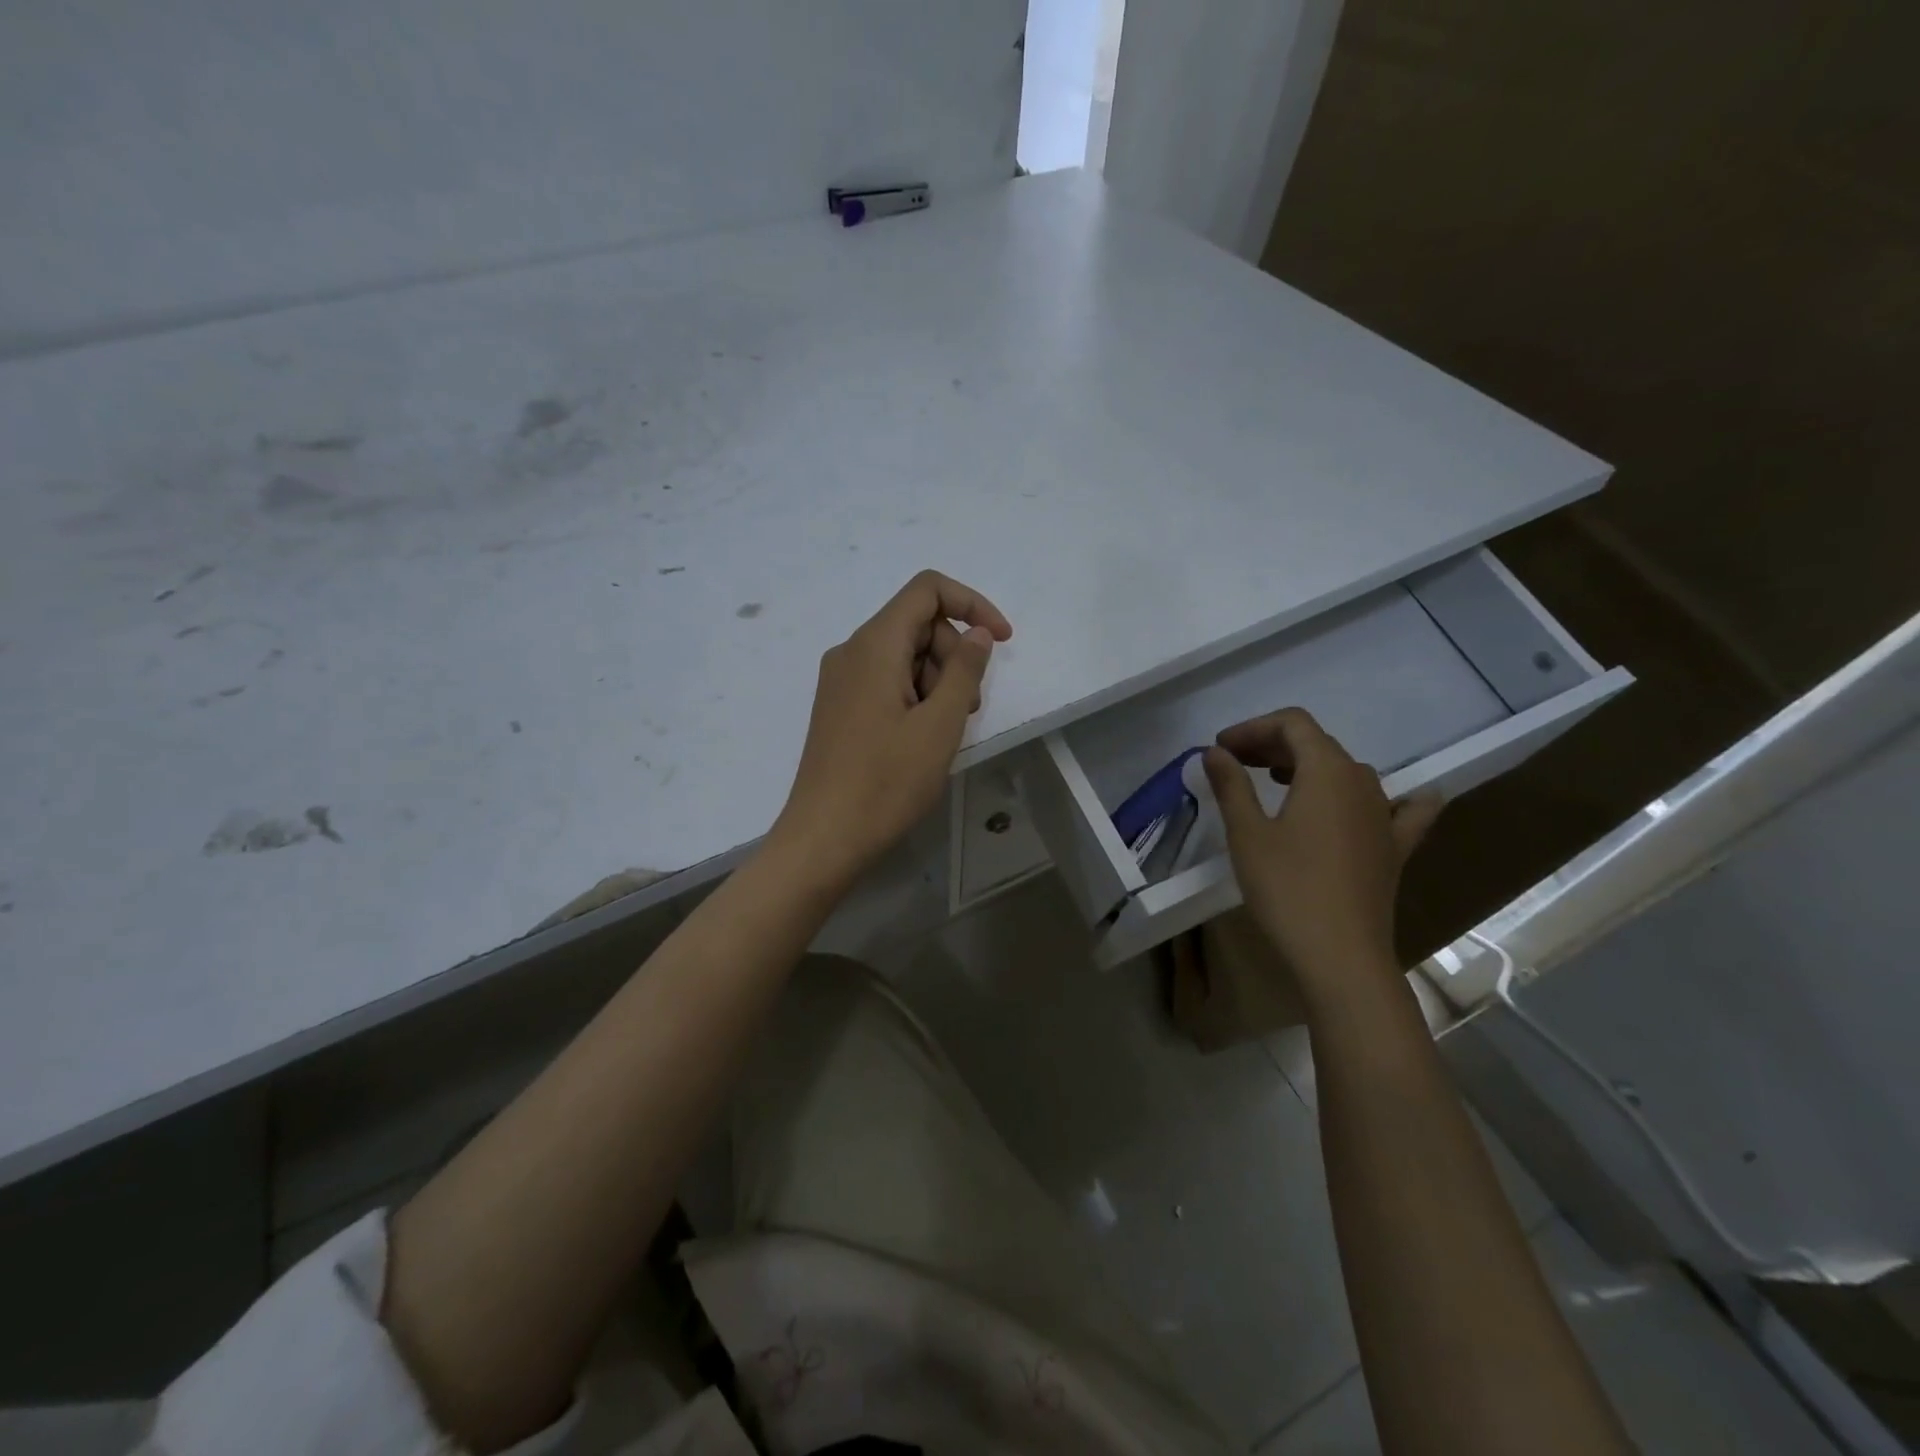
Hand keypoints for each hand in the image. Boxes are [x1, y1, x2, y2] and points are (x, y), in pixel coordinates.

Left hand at [771, 571, 1012, 888]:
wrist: (824, 838)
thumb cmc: (886, 782)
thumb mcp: (940, 725)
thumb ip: (965, 670)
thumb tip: (978, 632)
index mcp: (874, 645)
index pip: (927, 590)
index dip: (972, 604)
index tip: (1001, 642)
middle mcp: (851, 651)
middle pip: (917, 623)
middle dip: (954, 654)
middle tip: (966, 708)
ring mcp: (840, 680)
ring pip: (903, 655)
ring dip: (936, 679)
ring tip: (944, 731)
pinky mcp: (838, 707)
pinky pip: (885, 680)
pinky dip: (914, 695)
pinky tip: (920, 738)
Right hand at [1202, 709, 1443, 993]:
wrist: (1340, 956)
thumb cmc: (1286, 889)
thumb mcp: (1246, 833)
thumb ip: (1231, 785)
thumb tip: (1215, 752)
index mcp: (1327, 771)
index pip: (1293, 724)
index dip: (1254, 728)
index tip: (1221, 748)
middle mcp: (1364, 783)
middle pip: (1318, 744)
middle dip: (1272, 745)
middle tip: (1233, 764)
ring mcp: (1386, 816)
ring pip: (1348, 773)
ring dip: (1308, 768)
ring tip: (1273, 783)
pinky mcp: (1395, 848)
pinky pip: (1401, 809)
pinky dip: (1387, 798)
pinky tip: (1389, 802)